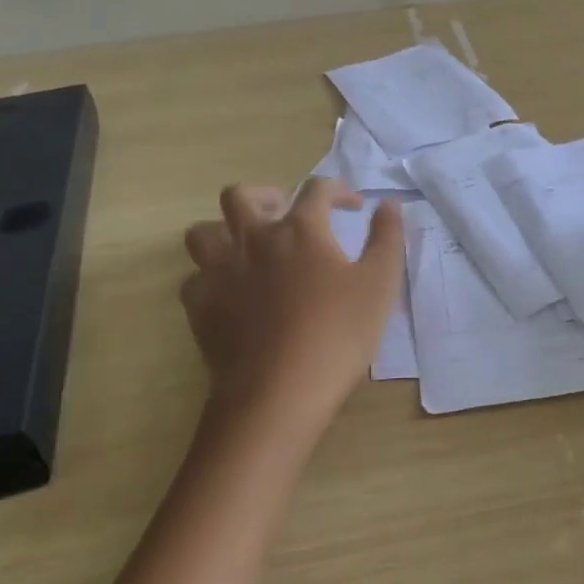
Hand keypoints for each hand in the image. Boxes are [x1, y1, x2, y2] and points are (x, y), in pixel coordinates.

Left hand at [180, 178, 403, 439]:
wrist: (277, 393)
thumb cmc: (336, 335)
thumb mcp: (379, 284)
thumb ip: (387, 238)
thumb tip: (389, 204)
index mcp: (300, 229)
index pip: (317, 189)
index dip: (338, 190)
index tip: (353, 206)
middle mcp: (253, 238)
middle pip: (241, 196)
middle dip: (264, 197)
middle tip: (285, 215)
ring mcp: (219, 271)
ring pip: (202, 232)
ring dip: (223, 232)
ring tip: (246, 249)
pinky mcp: (199, 306)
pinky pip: (193, 278)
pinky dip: (209, 279)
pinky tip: (228, 294)